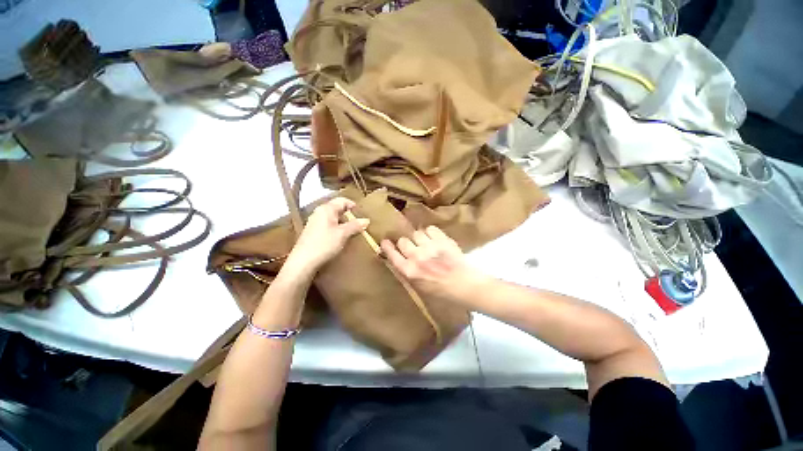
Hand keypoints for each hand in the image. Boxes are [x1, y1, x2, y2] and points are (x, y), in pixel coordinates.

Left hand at [284, 197, 368, 276]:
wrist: (303, 262)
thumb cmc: (324, 244)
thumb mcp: (343, 234)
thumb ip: (355, 225)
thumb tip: (366, 220)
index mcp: (326, 209)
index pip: (342, 200)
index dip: (353, 205)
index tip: (362, 214)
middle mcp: (319, 212)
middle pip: (337, 209)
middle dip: (349, 215)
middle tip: (360, 223)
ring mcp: (315, 222)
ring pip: (333, 218)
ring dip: (344, 223)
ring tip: (353, 232)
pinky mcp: (313, 232)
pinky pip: (328, 226)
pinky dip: (337, 229)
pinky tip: (341, 238)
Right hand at [380, 226, 486, 304]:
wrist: (465, 285)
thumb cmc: (442, 291)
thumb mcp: (419, 287)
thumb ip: (408, 272)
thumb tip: (400, 259)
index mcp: (410, 271)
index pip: (392, 254)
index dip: (387, 246)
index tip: (385, 241)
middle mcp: (417, 257)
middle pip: (403, 240)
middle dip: (406, 243)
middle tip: (413, 247)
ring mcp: (430, 247)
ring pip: (416, 233)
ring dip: (419, 238)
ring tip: (426, 243)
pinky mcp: (442, 240)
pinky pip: (430, 229)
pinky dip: (431, 233)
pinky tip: (435, 239)